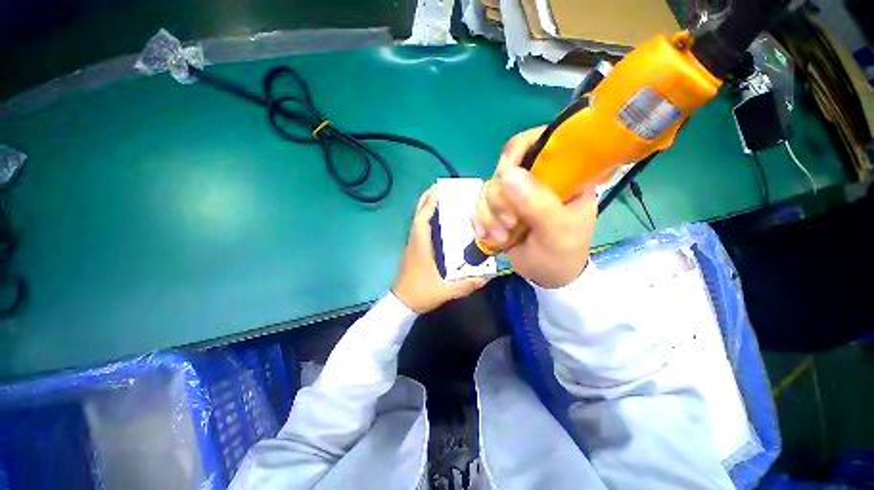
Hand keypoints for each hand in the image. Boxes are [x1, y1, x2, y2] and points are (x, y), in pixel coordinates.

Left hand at [392, 187, 487, 313]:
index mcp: (420, 245)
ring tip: (443, 200)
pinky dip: (428, 220)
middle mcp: (415, 241)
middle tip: (441, 188)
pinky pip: (420, 229)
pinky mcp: (414, 250)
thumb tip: (488, 276)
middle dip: (427, 199)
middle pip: (418, 215)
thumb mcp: (445, 291)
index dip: (429, 202)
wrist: (401, 304)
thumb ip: (467, 284)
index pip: (422, 218)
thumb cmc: (420, 293)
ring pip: (418, 221)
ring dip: (427, 208)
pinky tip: (440, 222)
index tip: (439, 188)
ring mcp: (413, 245)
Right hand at [472, 127, 596, 288]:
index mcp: (563, 175)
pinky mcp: (500, 207)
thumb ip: (538, 203)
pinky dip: (480, 220)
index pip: (539, 142)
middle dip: (500, 200)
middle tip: (510, 225)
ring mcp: (517, 193)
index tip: (506, 178)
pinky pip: (480, 204)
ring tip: (501, 237)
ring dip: (488, 215)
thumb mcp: (557, 232)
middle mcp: (537, 179)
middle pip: (504, 169)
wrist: (545, 276)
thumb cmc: (561, 254)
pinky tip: (487, 236)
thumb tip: (508, 174)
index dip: (516, 154)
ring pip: (489, 188)